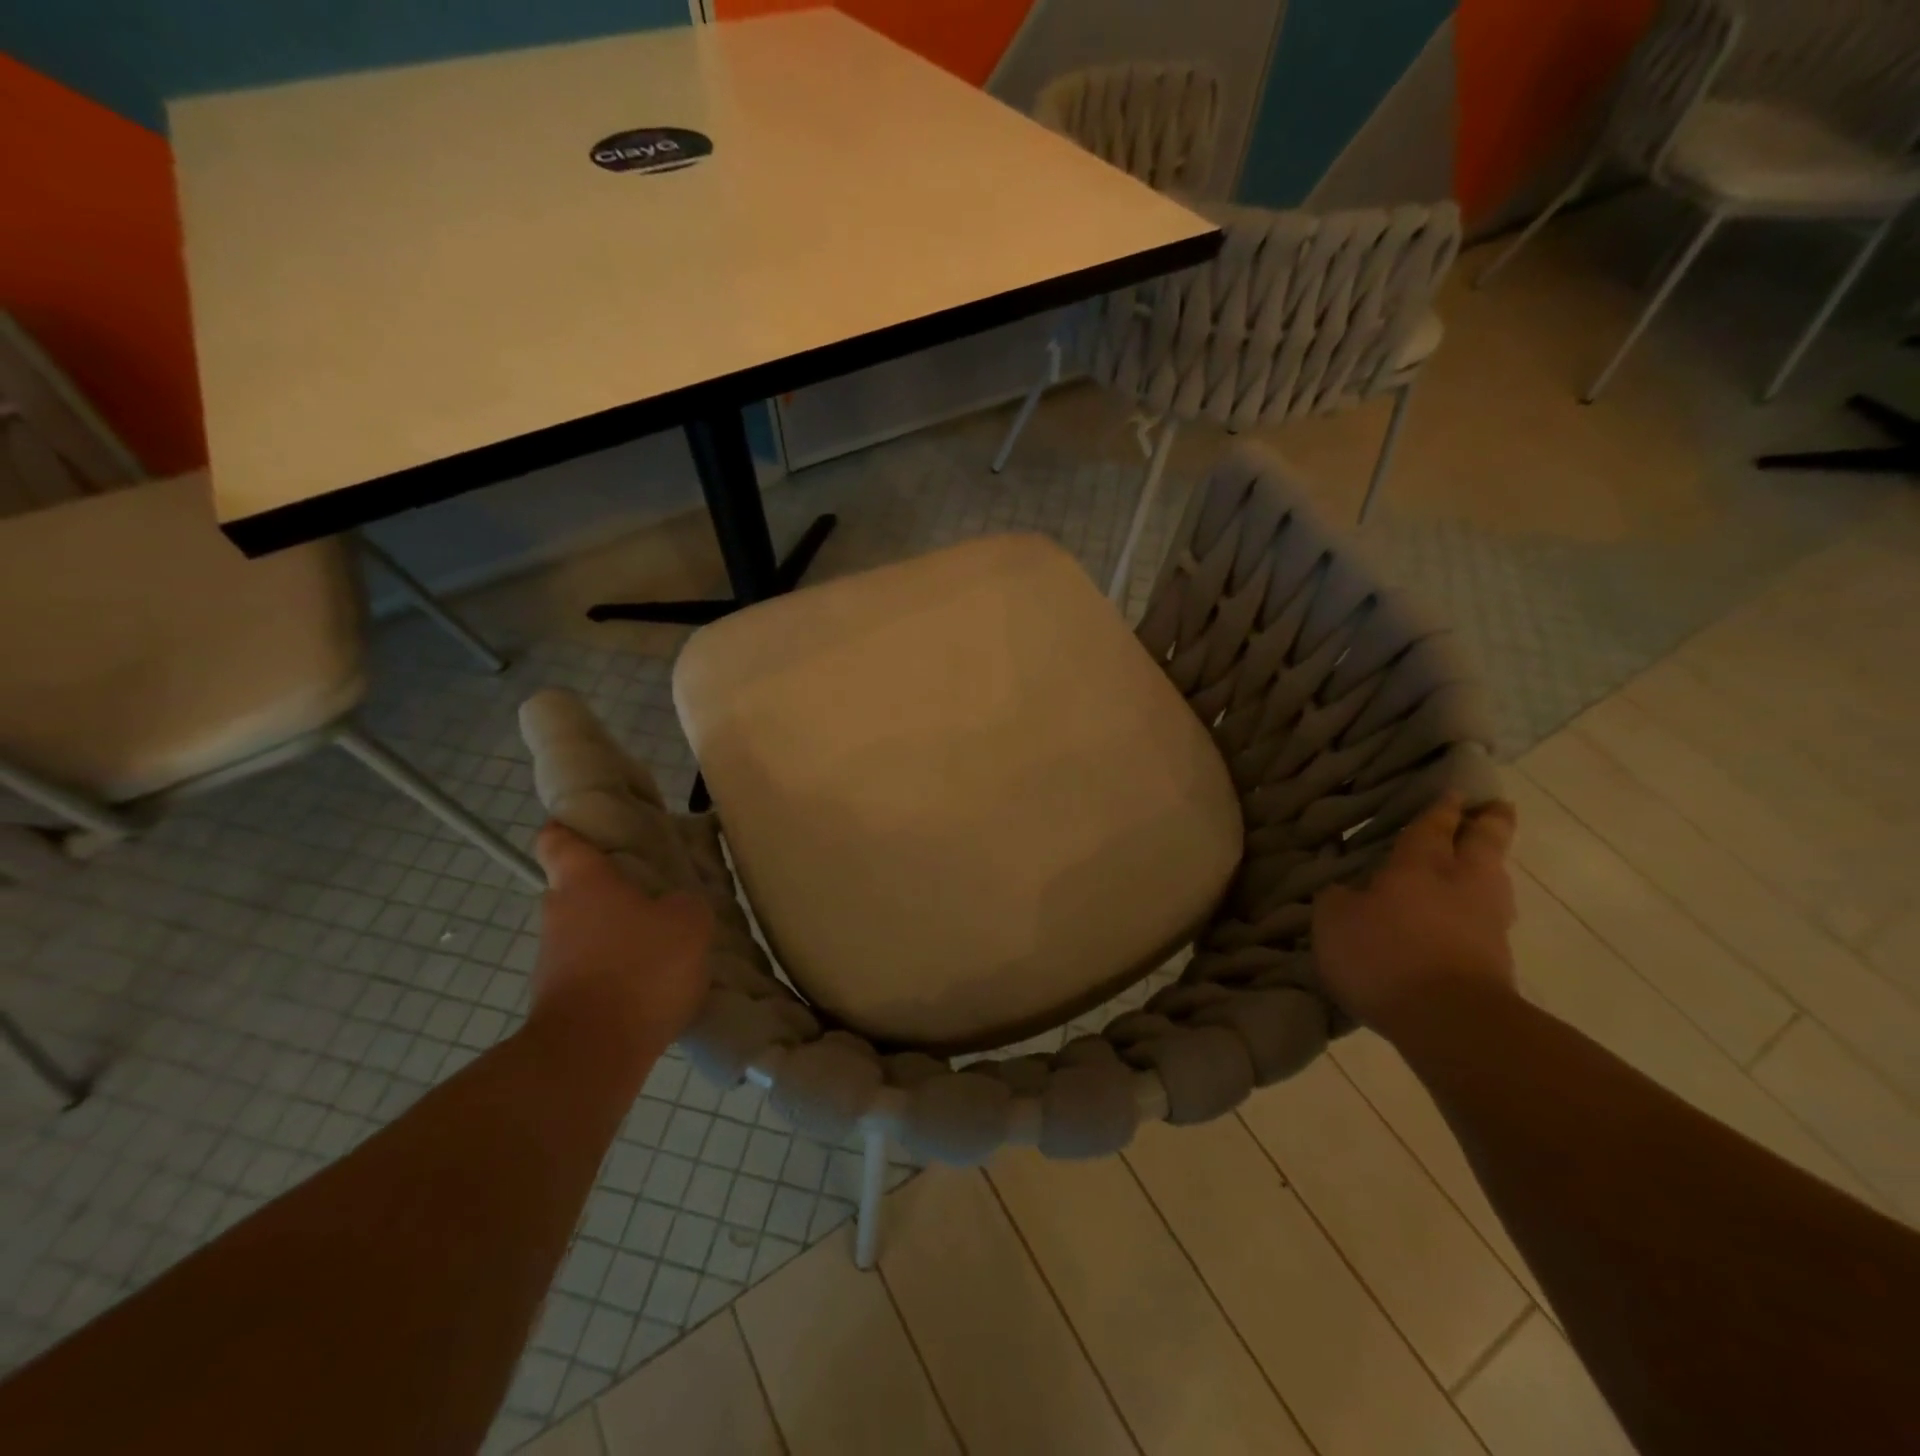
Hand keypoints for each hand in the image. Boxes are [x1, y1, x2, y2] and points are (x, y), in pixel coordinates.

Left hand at [530, 824, 713, 1063]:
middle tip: (657, 894)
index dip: (573, 828)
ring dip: (618, 935)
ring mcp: (553, 961)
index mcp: (583, 882)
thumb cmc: (639, 969)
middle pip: (578, 888)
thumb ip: (688, 905)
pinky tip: (653, 987)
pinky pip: (593, 971)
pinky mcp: (560, 1000)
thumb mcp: (690, 923)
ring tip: (664, 947)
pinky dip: (617, 973)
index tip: (599, 830)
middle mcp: (558, 913)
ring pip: (587, 932)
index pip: (558, 838)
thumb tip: (678, 907)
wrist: (591, 1054)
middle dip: (613, 889)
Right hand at [1313, 794, 1517, 1041]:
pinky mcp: (1498, 960)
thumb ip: (1337, 897)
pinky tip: (1467, 916)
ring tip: (1480, 862)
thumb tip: (1344, 887)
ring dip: (1490, 866)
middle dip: (1490, 822)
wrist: (1451, 1022)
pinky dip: (1482, 908)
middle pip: (1485, 843)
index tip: (1452, 790)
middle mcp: (1463, 883)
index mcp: (1421, 864)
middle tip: (1496, 807)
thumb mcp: (1335, 921)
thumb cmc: (1385, 956)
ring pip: (1495, 879)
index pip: (1434, 825)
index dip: (1441, 808)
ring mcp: (1489, 922)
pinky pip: (1490, 918)